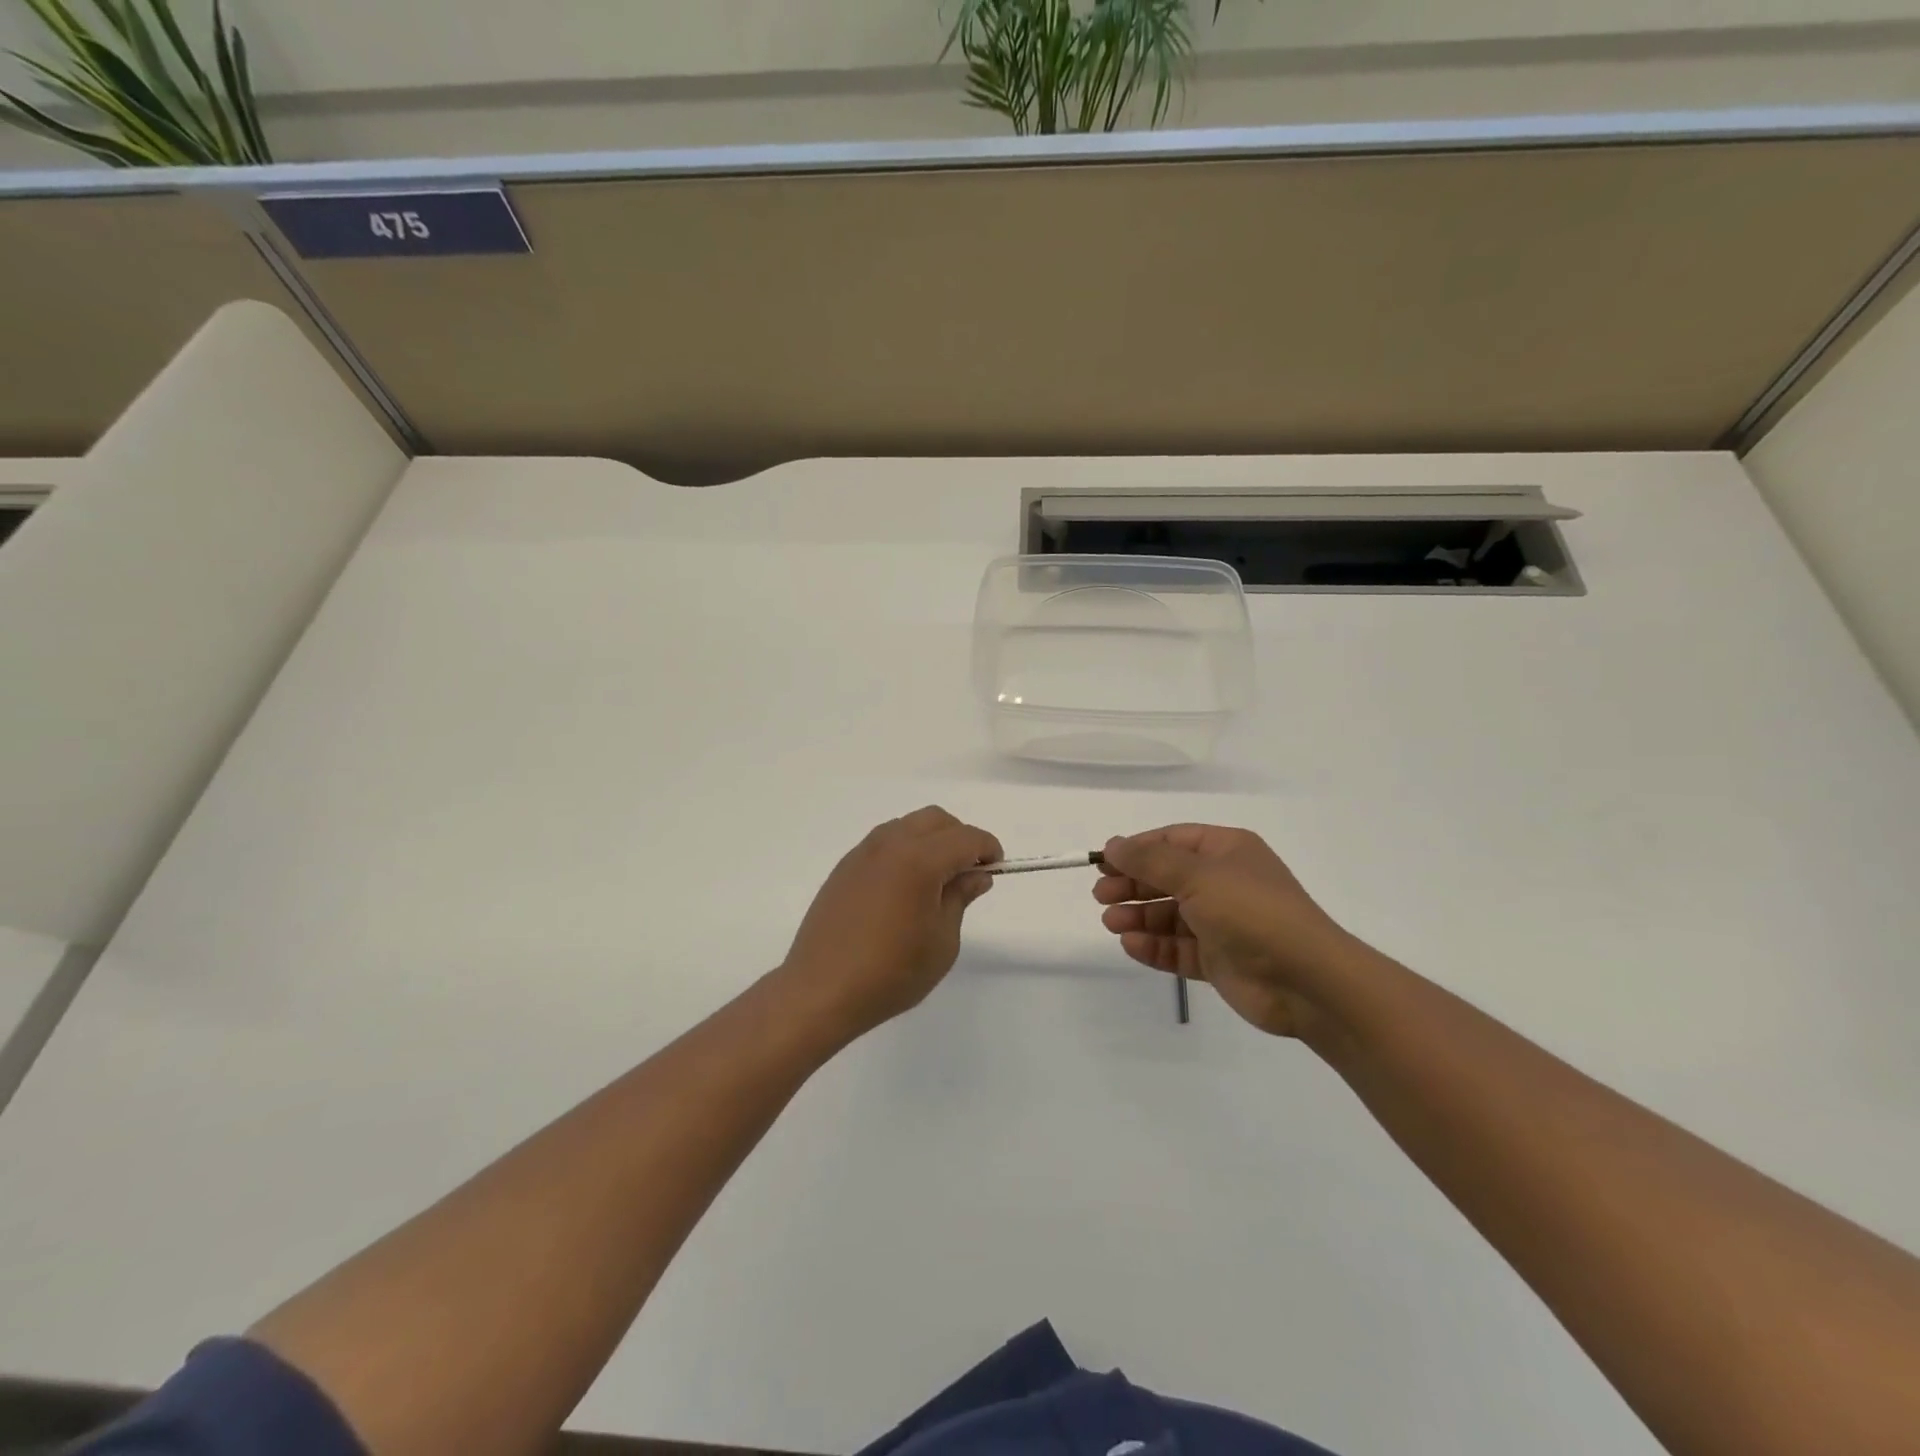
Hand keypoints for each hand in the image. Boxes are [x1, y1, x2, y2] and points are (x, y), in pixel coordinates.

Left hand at [778, 807, 1001, 1041]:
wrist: (821, 990)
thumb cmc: (891, 972)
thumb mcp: (942, 941)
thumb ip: (960, 898)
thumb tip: (976, 874)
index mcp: (919, 860)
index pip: (965, 837)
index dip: (987, 848)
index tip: (995, 868)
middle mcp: (890, 845)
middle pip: (936, 820)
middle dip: (960, 837)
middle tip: (969, 872)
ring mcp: (863, 853)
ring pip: (907, 826)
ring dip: (931, 841)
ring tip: (937, 880)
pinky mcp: (845, 867)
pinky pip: (884, 842)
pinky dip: (905, 850)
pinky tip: (905, 887)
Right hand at [1095, 825, 1360, 1037]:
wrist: (1305, 979)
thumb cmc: (1251, 910)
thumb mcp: (1197, 875)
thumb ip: (1150, 860)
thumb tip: (1113, 845)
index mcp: (1227, 851)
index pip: (1173, 841)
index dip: (1137, 849)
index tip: (1103, 862)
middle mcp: (1224, 883)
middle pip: (1167, 878)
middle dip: (1133, 885)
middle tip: (1101, 896)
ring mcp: (1223, 923)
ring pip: (1170, 915)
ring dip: (1138, 916)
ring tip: (1111, 922)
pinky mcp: (1219, 959)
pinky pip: (1179, 948)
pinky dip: (1154, 945)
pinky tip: (1131, 944)